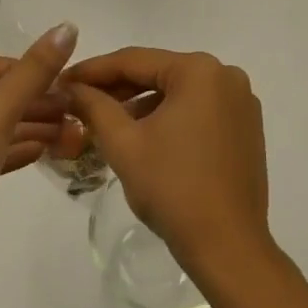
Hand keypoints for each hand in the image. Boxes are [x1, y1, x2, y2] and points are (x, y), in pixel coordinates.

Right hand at [63, 48, 271, 280]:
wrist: (228, 248)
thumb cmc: (172, 188)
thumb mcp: (123, 143)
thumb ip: (94, 105)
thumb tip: (70, 87)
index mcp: (199, 71)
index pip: (134, 60)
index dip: (93, 70)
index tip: (62, 79)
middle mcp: (225, 76)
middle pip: (157, 73)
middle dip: (117, 88)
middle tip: (77, 99)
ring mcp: (241, 102)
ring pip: (177, 92)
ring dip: (141, 103)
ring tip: (104, 120)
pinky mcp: (246, 128)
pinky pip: (197, 109)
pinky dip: (168, 117)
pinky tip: (141, 134)